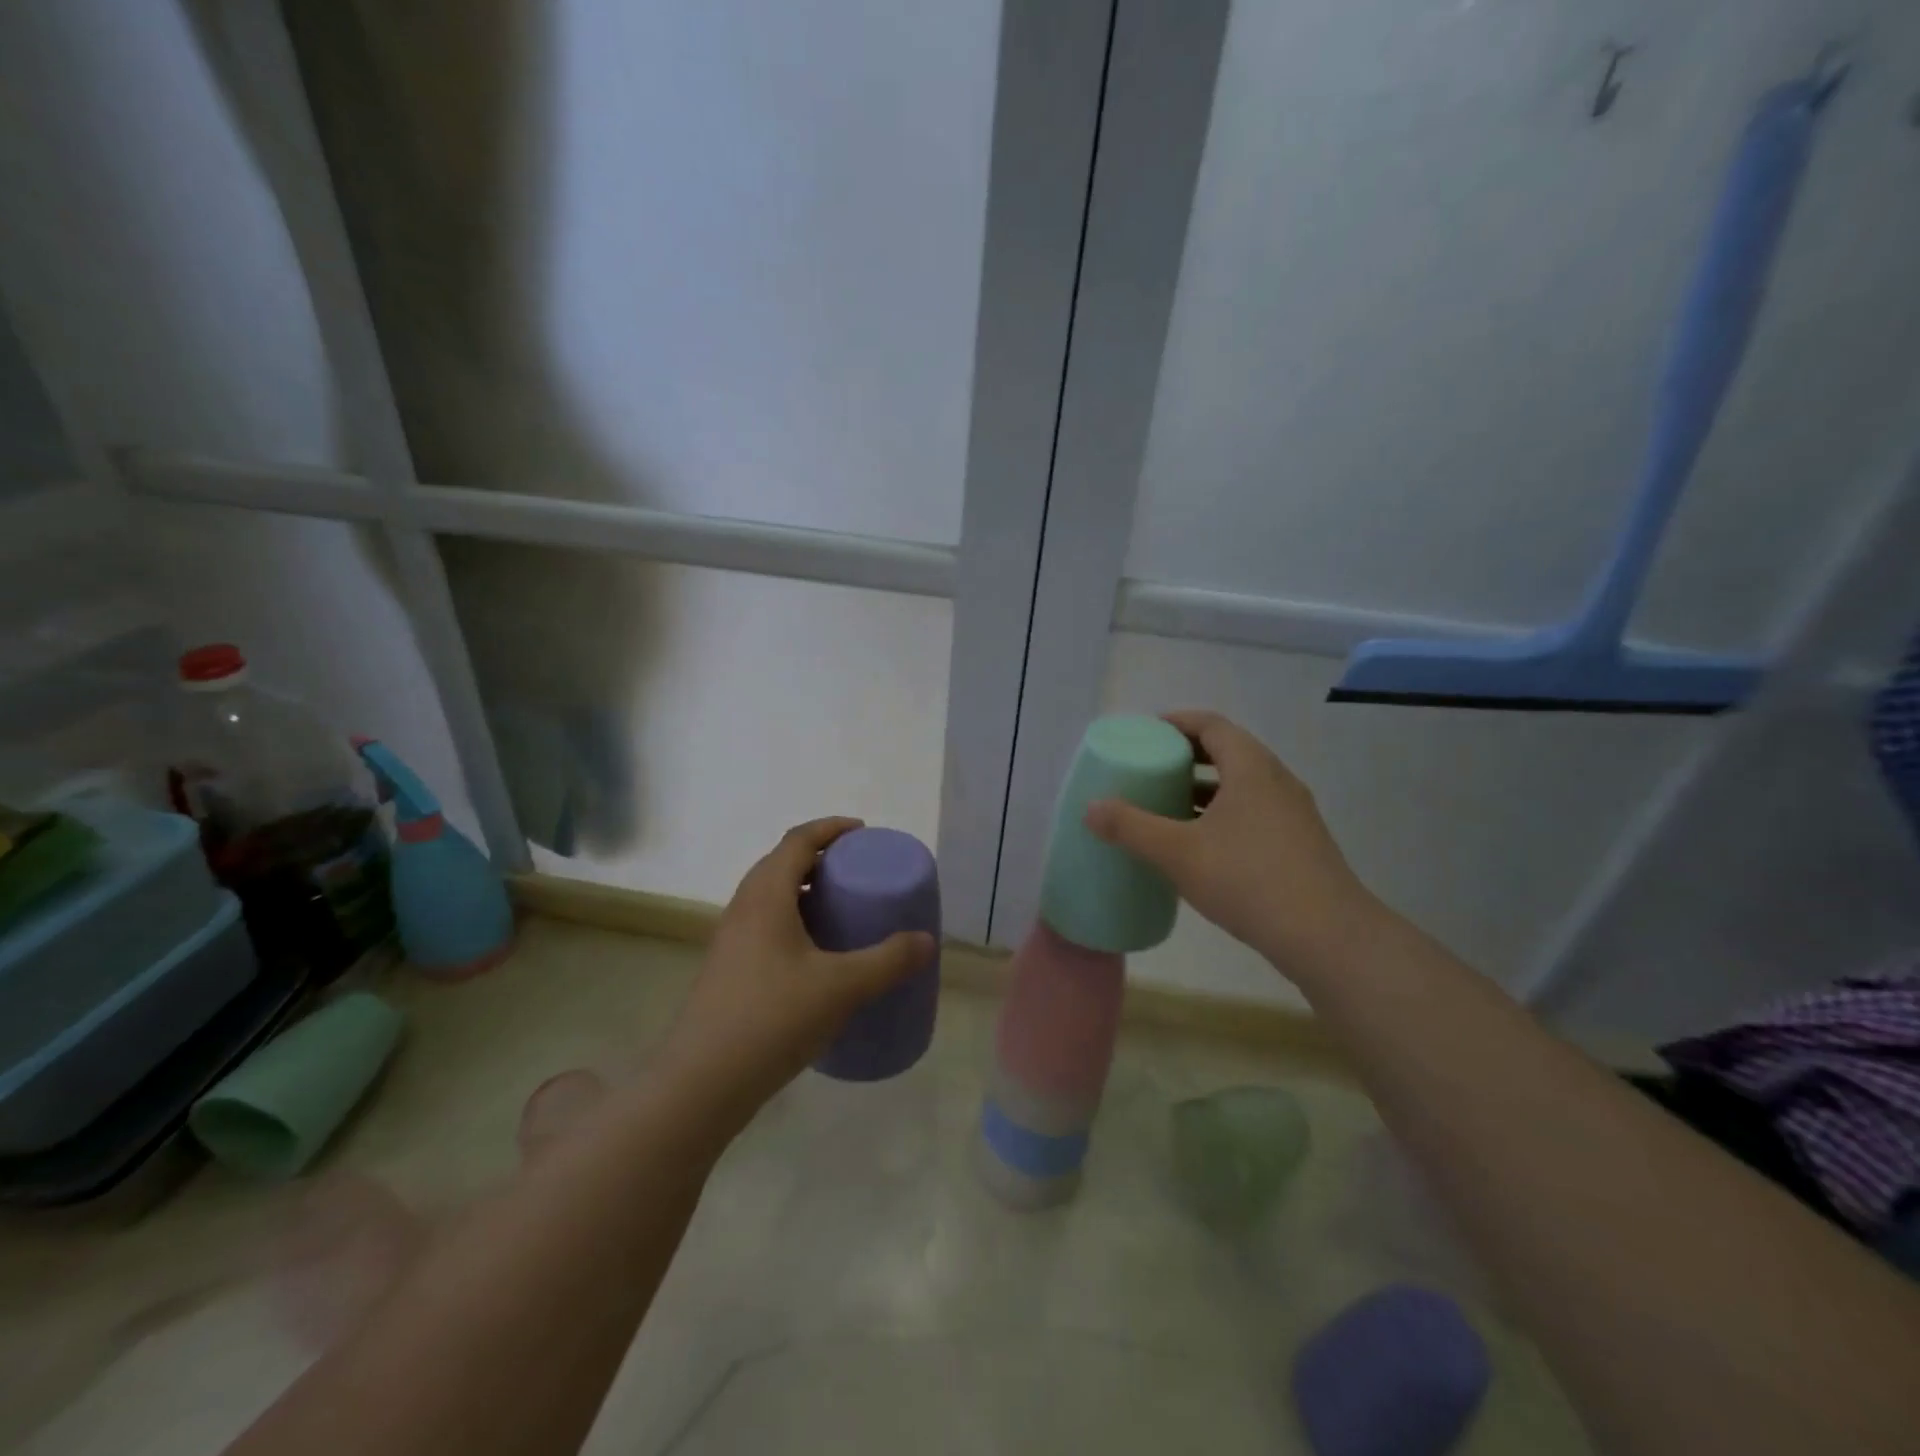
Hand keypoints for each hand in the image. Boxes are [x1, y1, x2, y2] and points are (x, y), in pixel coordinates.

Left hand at [658, 818, 934, 1129]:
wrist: (702, 1082)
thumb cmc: (772, 1018)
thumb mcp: (841, 987)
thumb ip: (888, 961)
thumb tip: (926, 941)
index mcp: (766, 896)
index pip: (797, 841)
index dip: (830, 828)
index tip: (862, 832)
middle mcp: (743, 908)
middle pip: (781, 863)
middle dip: (819, 857)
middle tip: (856, 870)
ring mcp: (731, 940)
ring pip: (770, 896)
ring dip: (804, 890)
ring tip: (840, 909)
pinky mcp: (728, 969)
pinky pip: (764, 924)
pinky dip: (793, 920)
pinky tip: (815, 955)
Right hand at [1083, 711, 1377, 975]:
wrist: (1328, 937)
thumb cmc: (1249, 880)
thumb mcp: (1178, 853)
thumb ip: (1131, 827)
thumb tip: (1090, 808)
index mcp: (1251, 769)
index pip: (1212, 725)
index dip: (1177, 722)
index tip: (1147, 731)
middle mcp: (1276, 781)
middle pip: (1228, 751)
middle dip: (1187, 755)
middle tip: (1151, 767)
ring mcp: (1293, 814)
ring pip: (1242, 785)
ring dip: (1205, 788)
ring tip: (1169, 804)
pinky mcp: (1299, 844)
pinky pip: (1253, 811)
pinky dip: (1223, 813)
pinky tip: (1202, 844)